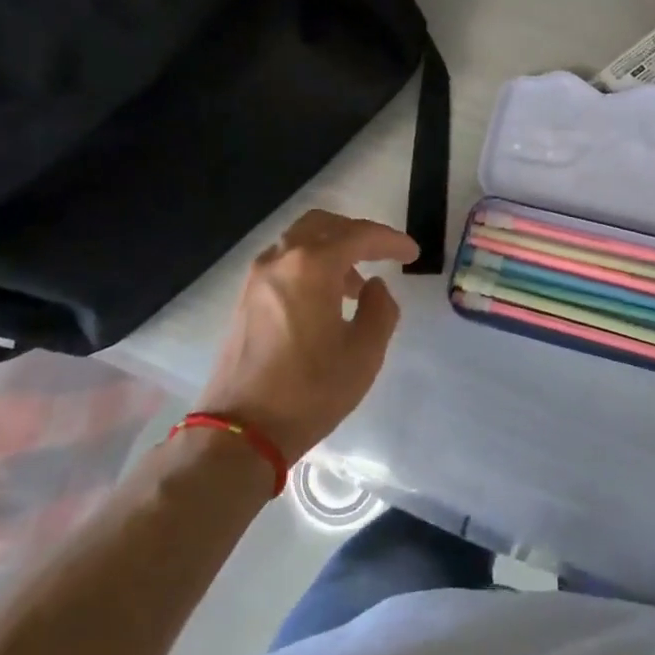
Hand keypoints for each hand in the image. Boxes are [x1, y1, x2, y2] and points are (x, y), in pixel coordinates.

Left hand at [192, 210, 419, 464]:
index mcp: (312, 266)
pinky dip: (309, 265)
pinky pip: (283, 262)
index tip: (412, 253)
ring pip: (299, 241)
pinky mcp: (245, 298)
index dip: (390, 241)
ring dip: (331, 250)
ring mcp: (257, 278)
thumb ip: (380, 309)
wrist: (242, 429)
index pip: (359, 236)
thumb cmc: (311, 390)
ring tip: (356, 284)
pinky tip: (324, 298)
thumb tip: (374, 287)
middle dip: (357, 234)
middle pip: (323, 225)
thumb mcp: (364, 353)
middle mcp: (280, 260)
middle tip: (382, 254)